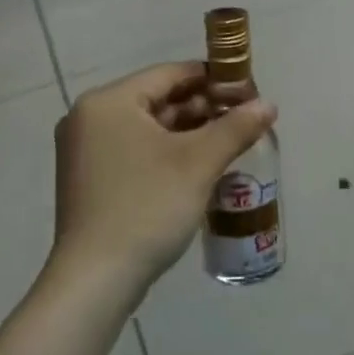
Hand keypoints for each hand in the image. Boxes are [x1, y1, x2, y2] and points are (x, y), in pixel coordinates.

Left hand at [53, 62, 275, 298]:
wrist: (96, 280)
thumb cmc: (147, 207)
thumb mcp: (198, 163)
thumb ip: (235, 127)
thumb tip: (268, 105)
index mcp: (108, 102)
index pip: (169, 74)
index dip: (213, 79)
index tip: (247, 91)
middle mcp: (89, 118)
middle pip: (157, 99)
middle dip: (202, 108)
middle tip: (243, 120)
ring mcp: (84, 150)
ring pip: (147, 127)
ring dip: (187, 132)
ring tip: (228, 142)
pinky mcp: (89, 178)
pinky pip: (135, 150)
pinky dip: (166, 152)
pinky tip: (198, 166)